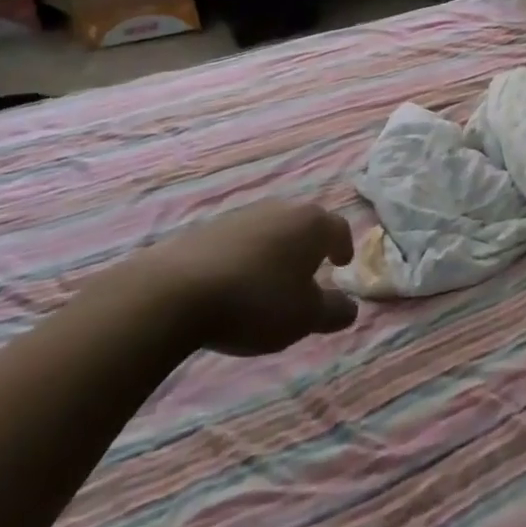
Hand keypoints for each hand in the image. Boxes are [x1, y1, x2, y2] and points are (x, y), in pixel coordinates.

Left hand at [134, 201, 359, 356]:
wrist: (175, 292)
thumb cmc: (257, 301)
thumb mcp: (304, 318)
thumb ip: (333, 311)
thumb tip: (350, 307)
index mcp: (311, 224)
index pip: (338, 228)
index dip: (343, 246)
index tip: (341, 264)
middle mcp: (280, 209)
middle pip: (303, 224)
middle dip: (308, 246)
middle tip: (307, 273)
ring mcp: (241, 215)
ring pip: (269, 230)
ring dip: (274, 251)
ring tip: (268, 282)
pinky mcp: (206, 229)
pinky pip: (237, 241)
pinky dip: (244, 257)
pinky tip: (233, 284)